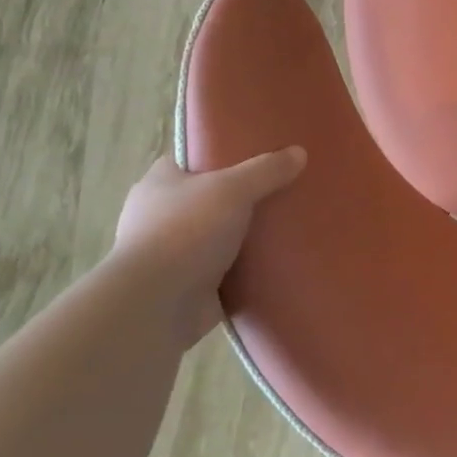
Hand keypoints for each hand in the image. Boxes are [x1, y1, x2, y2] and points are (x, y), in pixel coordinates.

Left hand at [112, 150, 305, 344]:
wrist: (157, 304)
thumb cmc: (185, 232)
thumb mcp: (232, 189)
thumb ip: (266, 170)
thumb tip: (299, 152)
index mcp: (159, 183)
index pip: (190, 159)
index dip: (220, 154)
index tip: (255, 154)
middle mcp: (160, 215)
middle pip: (209, 197)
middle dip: (240, 197)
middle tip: (281, 189)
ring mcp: (173, 252)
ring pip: (217, 234)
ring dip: (244, 235)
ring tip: (287, 225)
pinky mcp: (187, 284)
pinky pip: (225, 269)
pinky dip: (246, 267)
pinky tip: (277, 260)